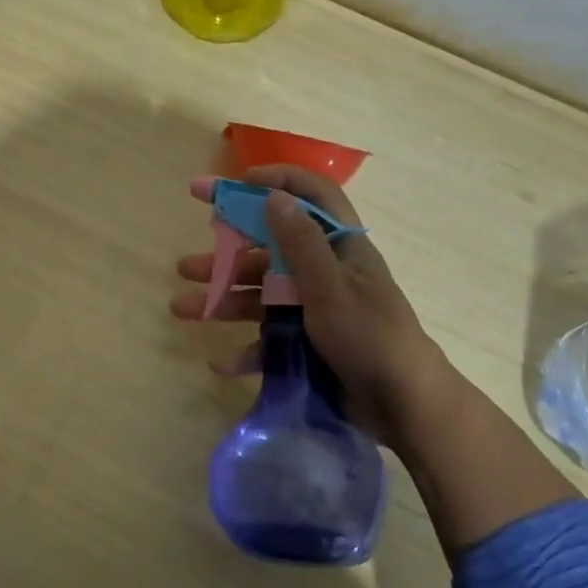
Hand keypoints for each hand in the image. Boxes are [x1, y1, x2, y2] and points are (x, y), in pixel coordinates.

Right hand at [170, 165, 460, 446]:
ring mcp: (315, 309)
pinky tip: (220, 362)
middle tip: (185, 265)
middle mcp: (324, 272)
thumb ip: (300, 243)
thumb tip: (274, 196)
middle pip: (268, 252)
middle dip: (225, 256)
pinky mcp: (309, 344)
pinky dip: (245, 350)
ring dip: (223, 301)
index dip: (276, 180)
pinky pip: (269, 340)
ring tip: (181, 309)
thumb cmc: (370, 336)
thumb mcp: (331, 287)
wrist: (406, 406)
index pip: (310, 196)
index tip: (235, 184)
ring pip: (260, 296)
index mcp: (339, 247)